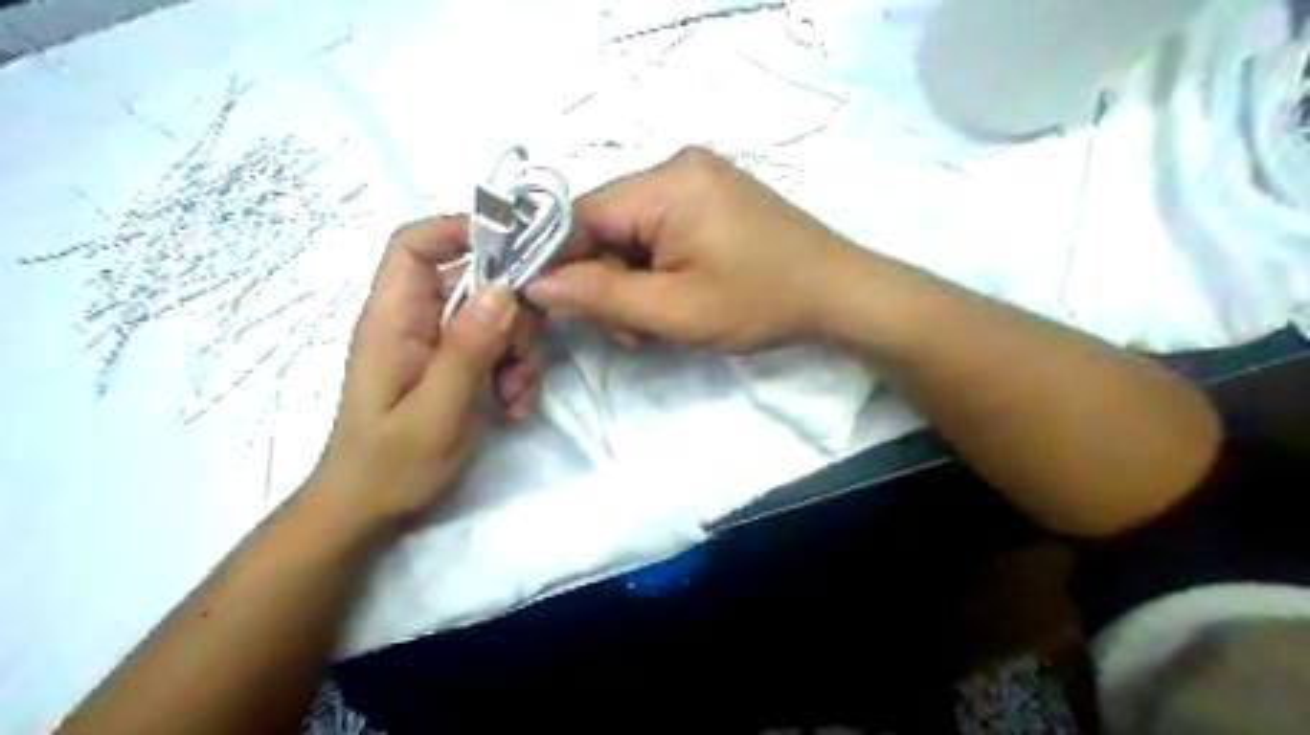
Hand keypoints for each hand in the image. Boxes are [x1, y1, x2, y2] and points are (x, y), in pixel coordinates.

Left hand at [310, 217, 543, 527]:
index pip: (414, 244)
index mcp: (393, 319)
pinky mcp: (456, 367)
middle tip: (523, 352)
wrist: (372, 512)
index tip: (517, 250)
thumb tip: (503, 289)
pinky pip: (497, 350)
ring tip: (514, 396)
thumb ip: (468, 349)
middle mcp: (416, 322)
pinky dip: (514, 374)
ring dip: (518, 352)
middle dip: (511, 314)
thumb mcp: (437, 411)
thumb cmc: (391, 465)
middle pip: (473, 282)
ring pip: (495, 319)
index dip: (460, 231)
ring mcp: (438, 346)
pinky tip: (512, 408)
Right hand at [526, 145, 868, 353]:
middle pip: (606, 226)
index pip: (580, 216)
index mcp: (666, 183)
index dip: (562, 265)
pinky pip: (660, 233)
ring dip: (632, 284)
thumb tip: (535, 284)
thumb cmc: (761, 302)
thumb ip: (600, 297)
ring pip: (631, 235)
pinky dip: (656, 272)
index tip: (560, 311)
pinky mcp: (711, 200)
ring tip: (656, 326)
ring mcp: (697, 181)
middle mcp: (677, 167)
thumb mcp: (674, 310)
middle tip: (631, 332)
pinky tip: (674, 302)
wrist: (839, 294)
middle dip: (608, 283)